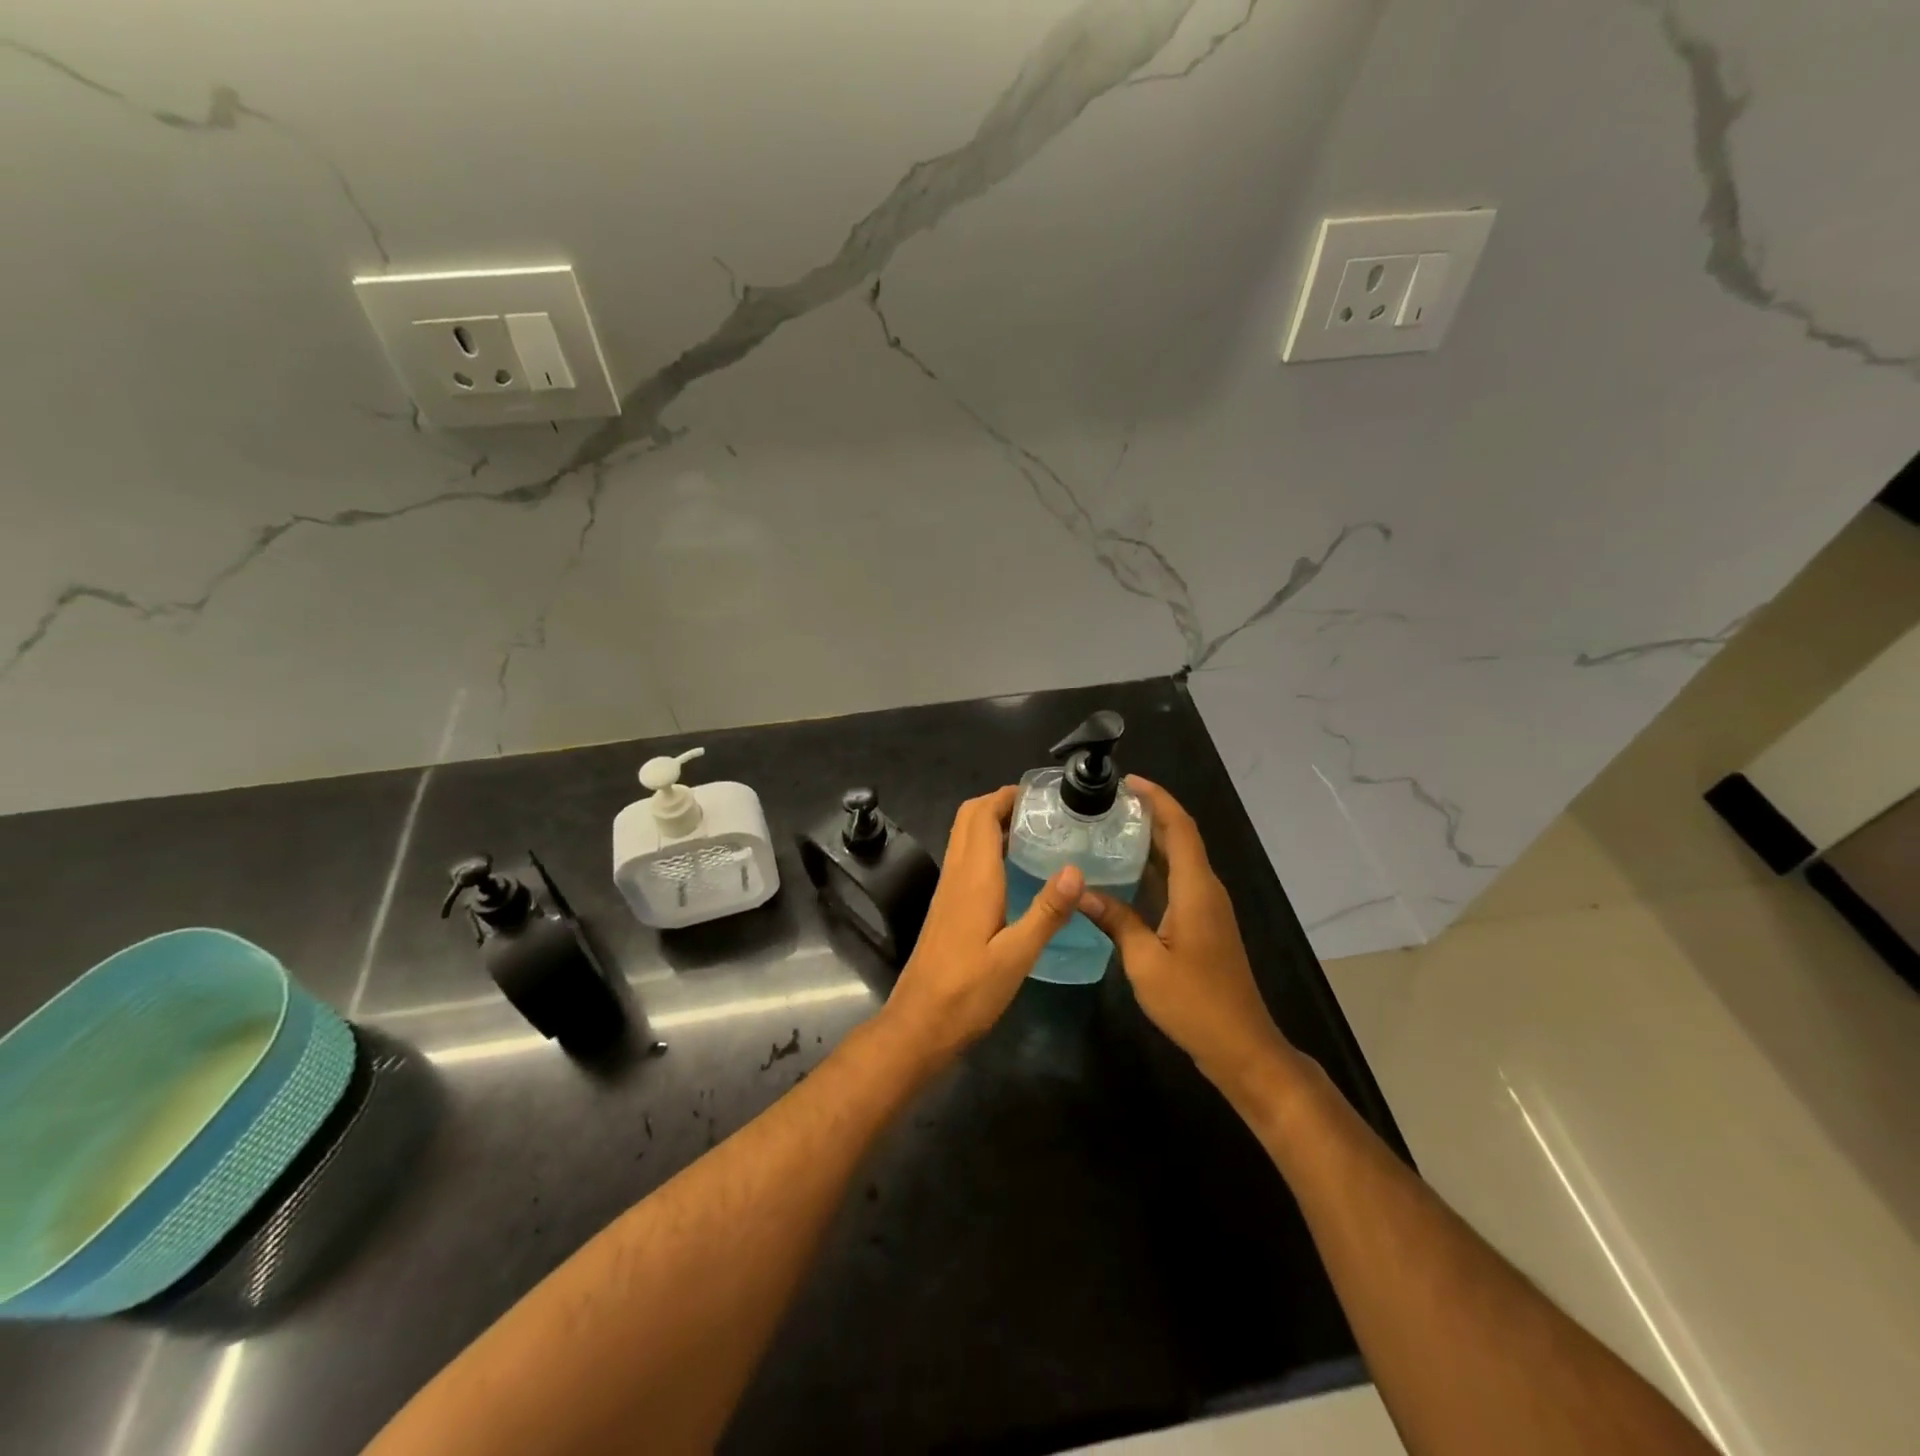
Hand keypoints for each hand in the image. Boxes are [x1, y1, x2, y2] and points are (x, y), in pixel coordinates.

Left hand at [879, 787, 1083, 1065]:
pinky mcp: (947, 907)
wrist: (920, 1023)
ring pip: (964, 837)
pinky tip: (1015, 869)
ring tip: (1034, 831)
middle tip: (1041, 810)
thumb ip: (1047, 911)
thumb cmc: (969, 991)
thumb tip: (1077, 868)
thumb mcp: (1017, 955)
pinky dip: (987, 847)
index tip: (1041, 794)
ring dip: (992, 823)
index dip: (1006, 795)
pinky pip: (965, 859)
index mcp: (973, 877)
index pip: (982, 815)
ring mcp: (948, 890)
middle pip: (969, 818)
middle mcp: (956, 874)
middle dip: (1000, 803)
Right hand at [1076, 777, 1297, 1093]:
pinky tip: (1126, 872)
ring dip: (1152, 839)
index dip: (1157, 799)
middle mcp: (1206, 890)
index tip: (1128, 781)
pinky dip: (1155, 866)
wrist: (1241, 1046)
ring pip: (1180, 859)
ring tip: (1111, 826)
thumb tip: (1080, 890)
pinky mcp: (1205, 924)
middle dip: (1150, 813)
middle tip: (1108, 802)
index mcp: (1196, 889)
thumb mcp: (1145, 961)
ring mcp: (1208, 908)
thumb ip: (1115, 920)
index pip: (1179, 828)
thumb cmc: (1194, 1002)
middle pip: (1181, 837)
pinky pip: (1179, 880)